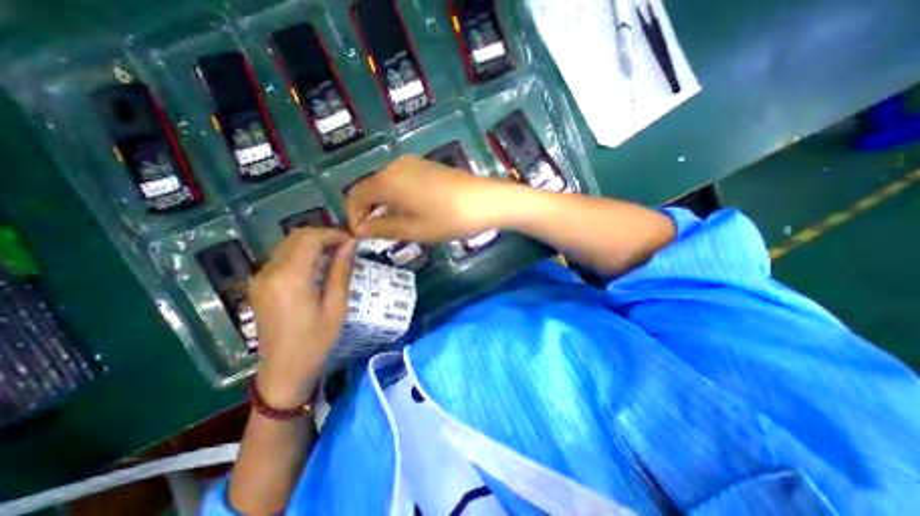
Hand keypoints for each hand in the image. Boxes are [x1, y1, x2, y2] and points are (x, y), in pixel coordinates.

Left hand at [248, 228, 355, 408]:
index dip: (333, 234)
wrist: (283, 371)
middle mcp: (269, 272)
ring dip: (313, 243)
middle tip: (346, 246)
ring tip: (335, 254)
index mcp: (290, 278)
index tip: (352, 241)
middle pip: (296, 237)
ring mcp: (260, 278)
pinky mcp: (259, 285)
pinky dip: (302, 254)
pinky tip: (318, 266)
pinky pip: (282, 257)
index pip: (310, 238)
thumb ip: (341, 271)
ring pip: (288, 245)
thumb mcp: (336, 306)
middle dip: (323, 235)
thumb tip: (350, 245)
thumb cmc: (316, 340)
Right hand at [346, 156, 520, 240]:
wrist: (485, 200)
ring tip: (395, 226)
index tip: (361, 236)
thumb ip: (382, 228)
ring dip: (384, 205)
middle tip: (377, 234)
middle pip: (370, 188)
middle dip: (368, 211)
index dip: (353, 216)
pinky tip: (411, 212)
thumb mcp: (413, 229)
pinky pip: (402, 181)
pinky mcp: (427, 166)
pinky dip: (398, 197)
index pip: (355, 195)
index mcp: (387, 181)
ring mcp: (413, 164)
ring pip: (386, 185)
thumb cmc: (448, 218)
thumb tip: (359, 229)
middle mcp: (395, 166)